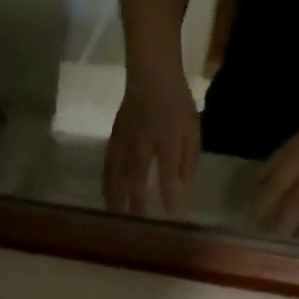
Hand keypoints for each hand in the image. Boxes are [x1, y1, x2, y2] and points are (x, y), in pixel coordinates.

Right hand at [104, 65, 199, 216]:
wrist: (151, 73)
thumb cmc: (175, 101)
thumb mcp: (191, 128)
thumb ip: (189, 157)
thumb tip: (184, 183)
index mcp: (165, 139)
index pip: (167, 171)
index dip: (168, 193)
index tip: (169, 214)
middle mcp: (142, 144)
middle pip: (135, 178)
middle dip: (135, 203)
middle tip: (135, 226)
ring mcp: (124, 142)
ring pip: (117, 174)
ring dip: (116, 197)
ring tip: (115, 217)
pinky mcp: (114, 141)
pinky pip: (108, 166)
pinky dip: (107, 183)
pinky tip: (107, 196)